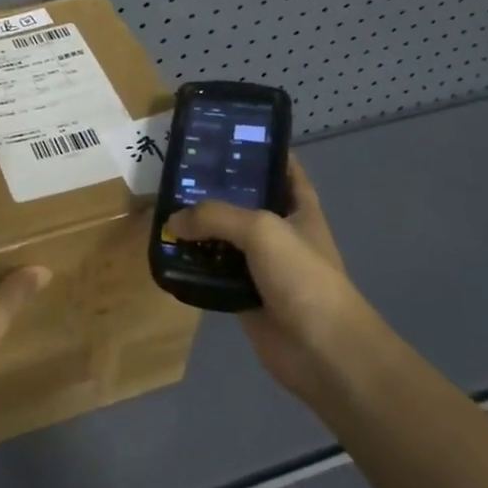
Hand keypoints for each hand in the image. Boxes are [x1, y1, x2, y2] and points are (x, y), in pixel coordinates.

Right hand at [168, 156, 365, 405]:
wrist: (323, 352)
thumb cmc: (302, 277)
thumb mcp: (260, 229)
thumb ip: (215, 216)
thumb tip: (174, 221)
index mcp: (299, 207)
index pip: (282, 167)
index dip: (259, 149)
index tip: (225, 135)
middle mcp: (281, 231)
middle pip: (245, 201)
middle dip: (215, 188)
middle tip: (178, 171)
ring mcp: (263, 265)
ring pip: (225, 238)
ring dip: (199, 229)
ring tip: (163, 209)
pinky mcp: (245, 295)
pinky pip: (214, 273)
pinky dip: (194, 266)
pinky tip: (168, 253)